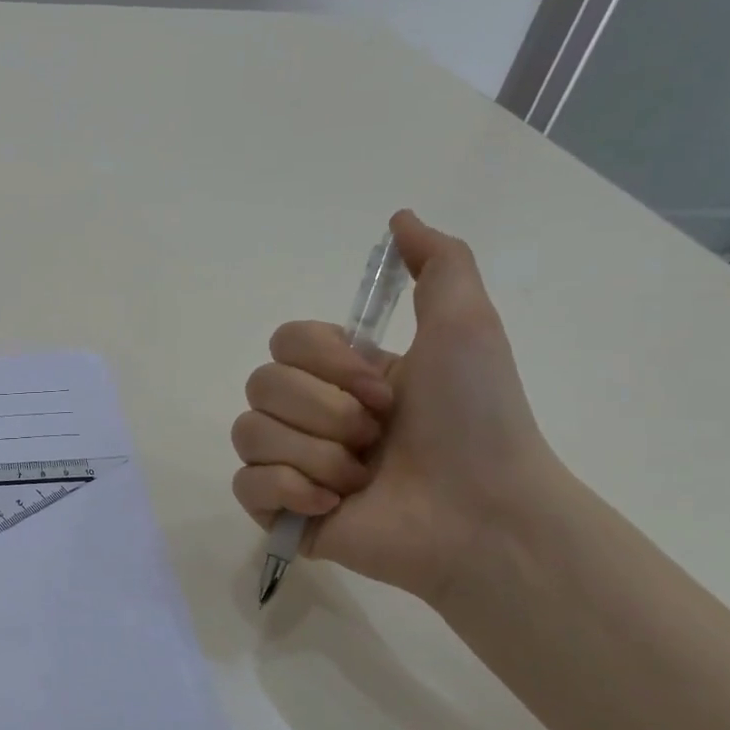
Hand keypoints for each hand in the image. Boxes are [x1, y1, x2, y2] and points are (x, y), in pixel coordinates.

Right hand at [233, 210, 558, 604]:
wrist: (484, 514)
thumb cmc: (476, 420)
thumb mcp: (466, 325)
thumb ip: (439, 263)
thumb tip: (399, 216)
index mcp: (342, 375)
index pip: (283, 342)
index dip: (326, 363)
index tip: (384, 390)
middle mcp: (311, 414)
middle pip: (260, 386)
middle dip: (326, 412)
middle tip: (376, 438)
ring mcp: (292, 465)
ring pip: (249, 434)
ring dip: (316, 455)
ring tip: (361, 480)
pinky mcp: (282, 512)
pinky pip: (246, 484)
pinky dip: (288, 491)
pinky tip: (331, 505)